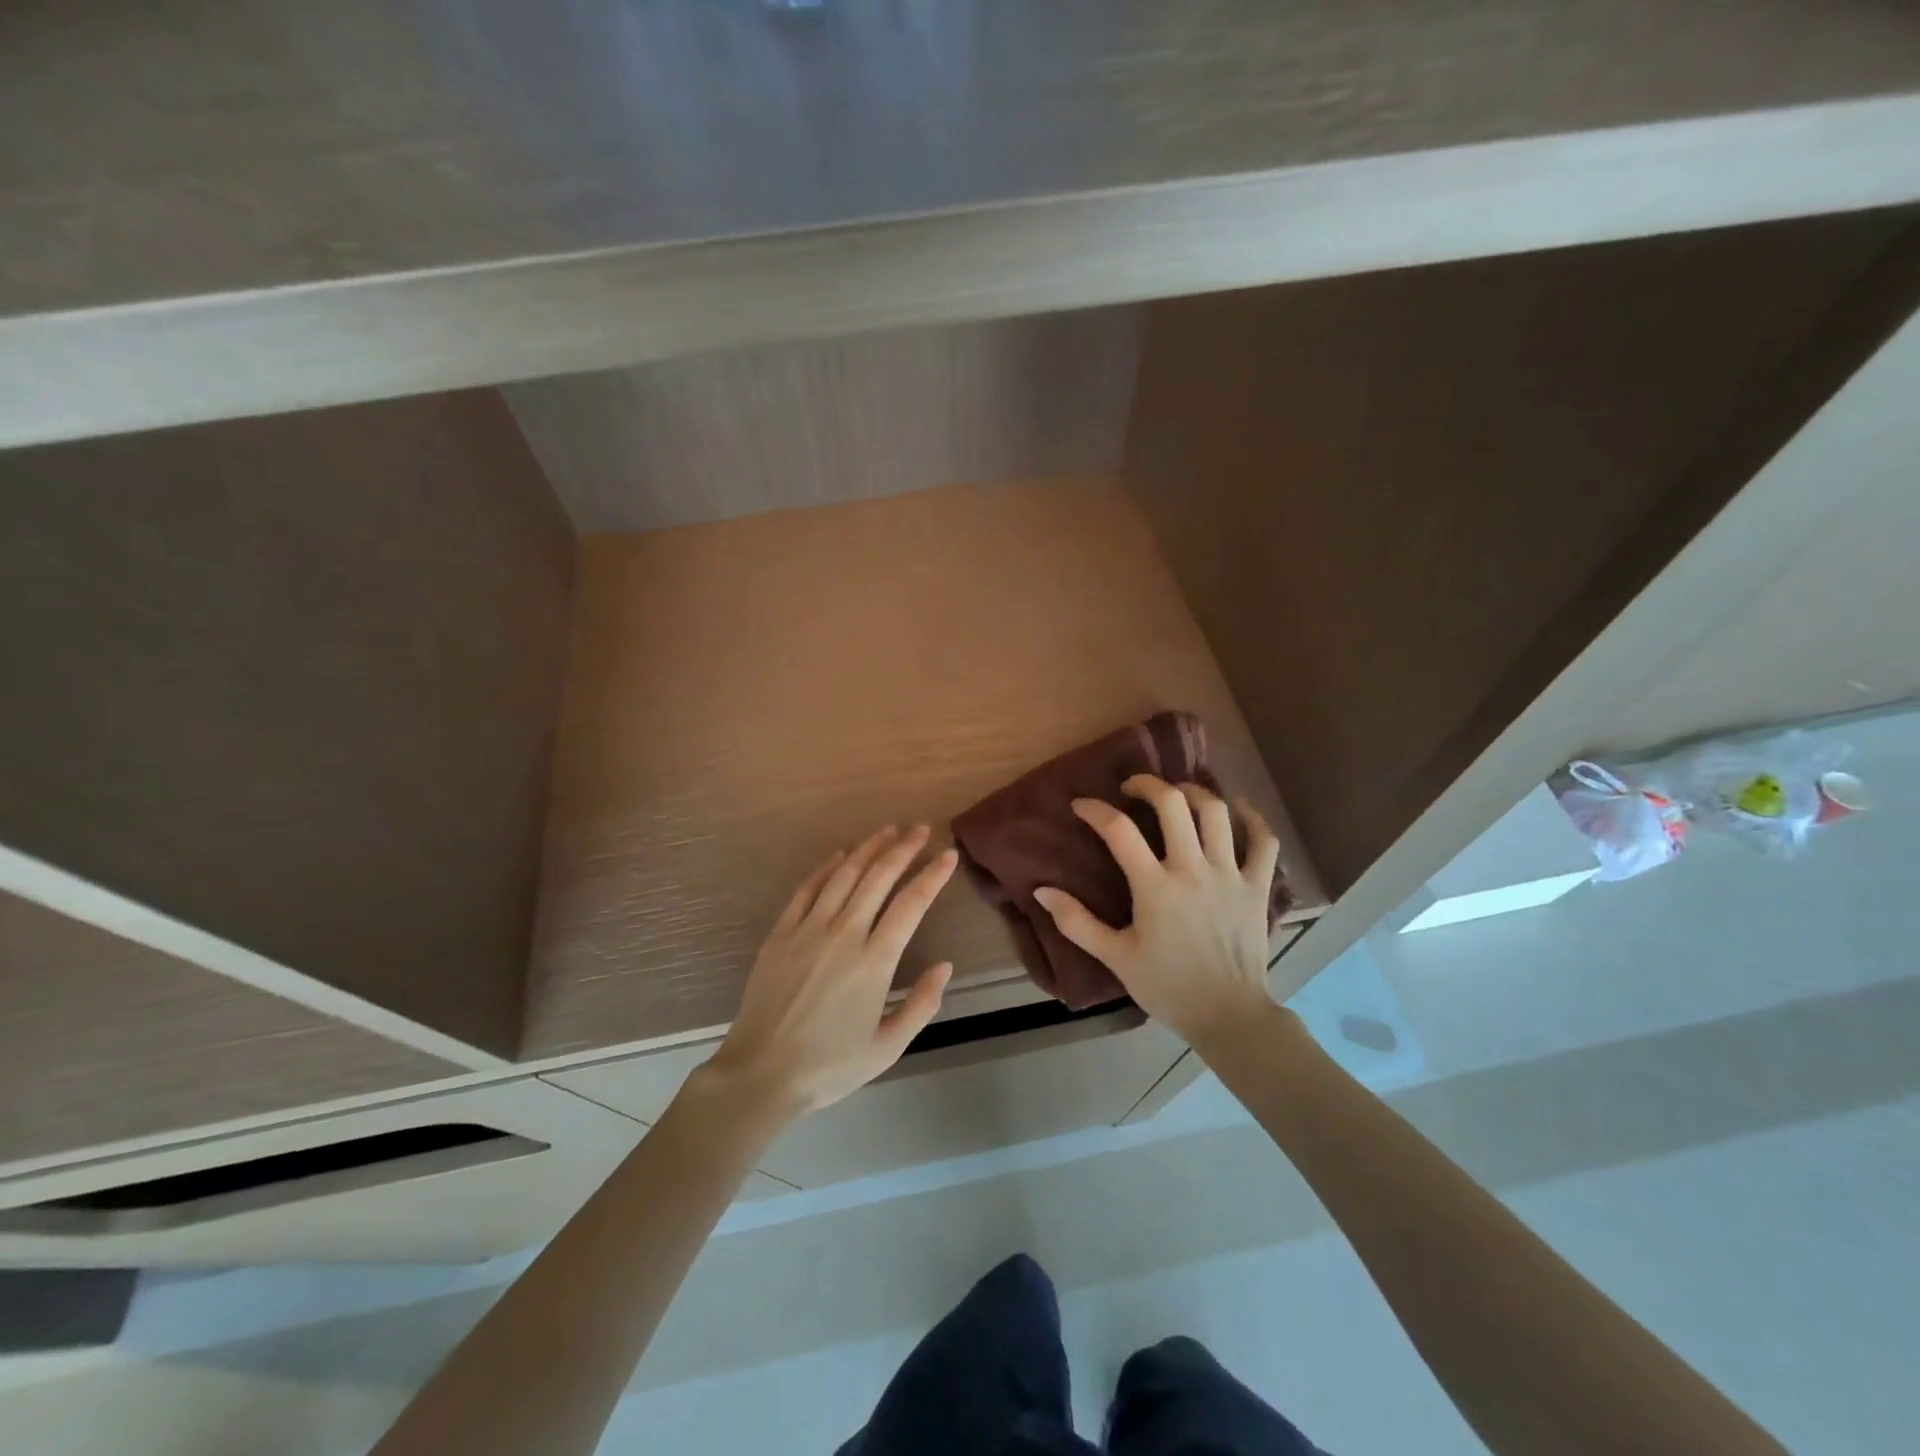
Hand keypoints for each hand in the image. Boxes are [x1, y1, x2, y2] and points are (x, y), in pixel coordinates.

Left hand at [702, 825, 955, 1122]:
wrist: (761, 1073)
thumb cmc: (829, 1066)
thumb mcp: (888, 1047)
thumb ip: (922, 1005)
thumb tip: (945, 966)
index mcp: (875, 961)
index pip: (912, 904)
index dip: (933, 875)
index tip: (948, 854)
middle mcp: (844, 934)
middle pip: (879, 877)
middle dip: (903, 848)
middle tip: (920, 829)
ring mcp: (808, 928)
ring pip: (844, 874)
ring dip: (869, 848)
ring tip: (888, 831)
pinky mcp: (781, 932)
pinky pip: (807, 888)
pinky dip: (827, 866)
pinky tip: (841, 854)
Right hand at [1034, 775, 1279, 1050]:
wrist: (1228, 1016)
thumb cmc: (1167, 986)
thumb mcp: (1115, 957)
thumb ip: (1076, 922)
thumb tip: (1041, 890)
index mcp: (1155, 887)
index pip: (1119, 831)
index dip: (1096, 810)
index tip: (1081, 805)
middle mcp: (1193, 869)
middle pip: (1173, 804)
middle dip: (1148, 784)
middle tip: (1132, 787)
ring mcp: (1230, 875)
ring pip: (1217, 812)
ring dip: (1194, 792)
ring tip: (1178, 794)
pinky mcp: (1258, 886)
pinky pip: (1264, 841)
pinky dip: (1253, 819)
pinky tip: (1238, 809)